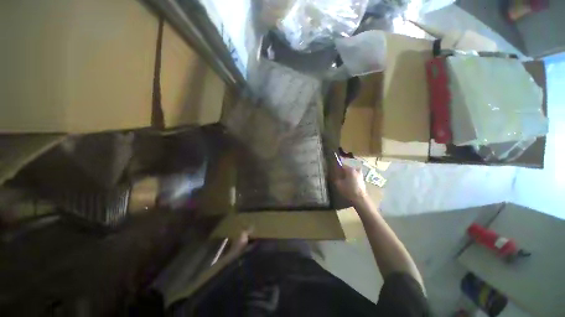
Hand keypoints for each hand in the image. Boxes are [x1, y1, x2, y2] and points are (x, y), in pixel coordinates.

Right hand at [334, 165, 367, 203]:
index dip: (337, 168)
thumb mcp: (338, 184)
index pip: (342, 165)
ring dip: (349, 174)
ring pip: (353, 172)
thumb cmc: (348, 190)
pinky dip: (352, 178)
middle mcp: (356, 170)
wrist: (360, 199)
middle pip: (348, 168)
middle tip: (339, 176)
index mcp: (350, 170)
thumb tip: (335, 175)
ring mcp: (360, 175)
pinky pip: (356, 176)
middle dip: (343, 171)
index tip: (334, 172)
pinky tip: (349, 183)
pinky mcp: (362, 180)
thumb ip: (336, 178)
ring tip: (345, 179)